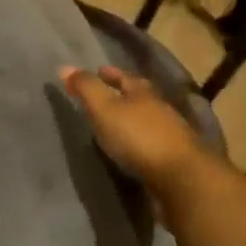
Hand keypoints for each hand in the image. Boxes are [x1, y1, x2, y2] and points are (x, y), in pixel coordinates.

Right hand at [60, 65, 215, 204]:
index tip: (98, 71)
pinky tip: (131, 151)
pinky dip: (140, 143)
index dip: (110, 74)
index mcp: (143, 92)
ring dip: (133, 120)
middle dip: (124, 94)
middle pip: (140, 96)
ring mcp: (171, 135)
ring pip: (148, 120)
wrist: (181, 178)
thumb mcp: (104, 108)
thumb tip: (64, 67)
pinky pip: (153, 144)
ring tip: (115, 125)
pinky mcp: (175, 160)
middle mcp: (160, 108)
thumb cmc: (137, 136)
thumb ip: (85, 88)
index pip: (124, 77)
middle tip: (106, 97)